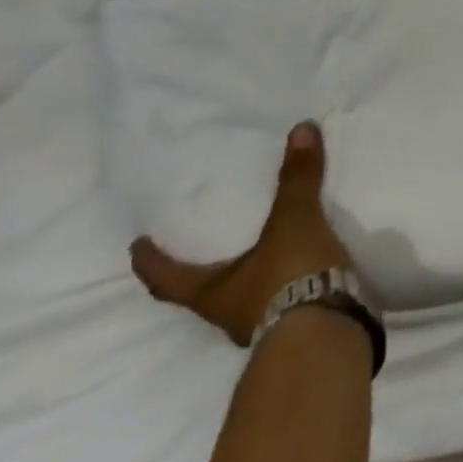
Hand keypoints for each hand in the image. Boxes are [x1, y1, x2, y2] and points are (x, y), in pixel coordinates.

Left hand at [130, 121, 354, 346]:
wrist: (325, 333)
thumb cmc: (289, 277)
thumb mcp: (294, 221)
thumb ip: (297, 179)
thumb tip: (300, 128)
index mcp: (212, 293)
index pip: (168, 279)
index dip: (151, 261)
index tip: (137, 245)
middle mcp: (228, 315)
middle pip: (203, 294)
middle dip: (201, 273)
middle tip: (203, 247)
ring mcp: (261, 327)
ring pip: (242, 301)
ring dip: (247, 281)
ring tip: (263, 254)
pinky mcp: (295, 329)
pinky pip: (280, 304)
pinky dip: (283, 287)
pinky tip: (300, 273)